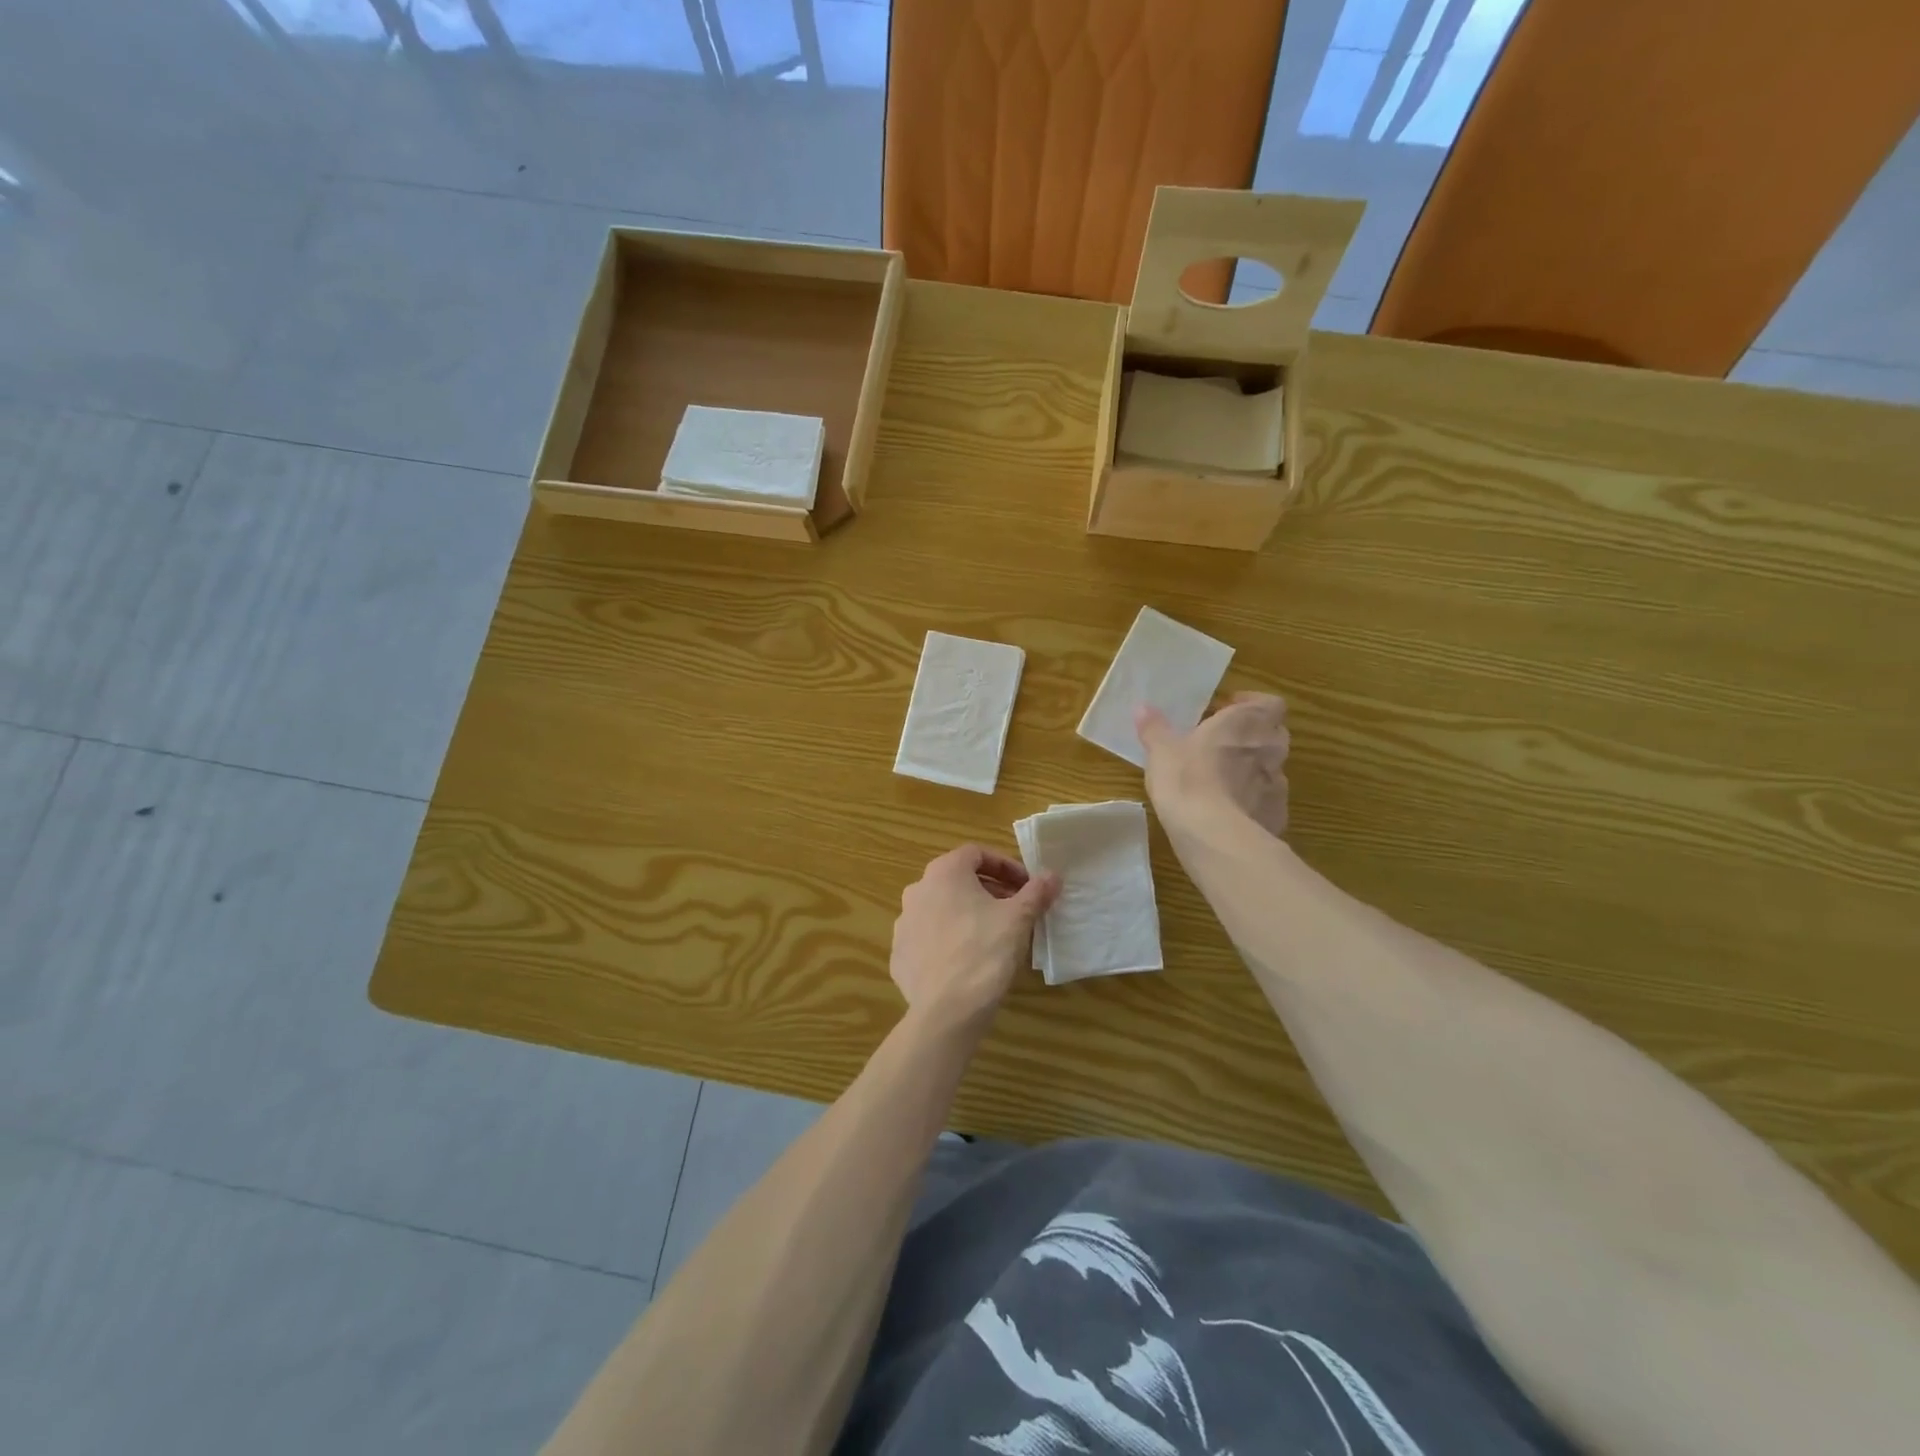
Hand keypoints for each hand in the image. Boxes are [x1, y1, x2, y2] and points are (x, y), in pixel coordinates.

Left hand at [889, 845, 1059, 1031]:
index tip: (1026, 886)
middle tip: (1014, 909)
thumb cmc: (985, 952)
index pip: (976, 854)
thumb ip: (1036, 892)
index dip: (1005, 866)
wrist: (946, 1010)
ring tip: (992, 935)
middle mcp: (917, 890)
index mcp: (944, 873)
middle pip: (958, 880)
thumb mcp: (1018, 919)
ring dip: (967, 913)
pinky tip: (967, 960)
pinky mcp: (899, 954)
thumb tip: (1052, 875)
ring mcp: (904, 923)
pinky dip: (948, 940)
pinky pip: (928, 938)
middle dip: (989, 890)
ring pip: (941, 908)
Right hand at [1135, 693, 1289, 836]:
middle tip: (1222, 743)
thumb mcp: (1161, 750)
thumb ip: (1154, 728)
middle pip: (1274, 734)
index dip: (1252, 704)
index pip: (1270, 704)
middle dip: (1253, 736)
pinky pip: (1267, 801)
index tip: (1228, 710)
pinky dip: (1254, 802)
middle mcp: (1270, 749)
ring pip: (1272, 769)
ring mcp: (1278, 784)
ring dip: (1254, 770)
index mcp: (1246, 723)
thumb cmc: (1187, 778)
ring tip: (1223, 780)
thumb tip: (1142, 707)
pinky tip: (1230, 812)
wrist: (1213, 834)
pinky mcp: (1277, 816)